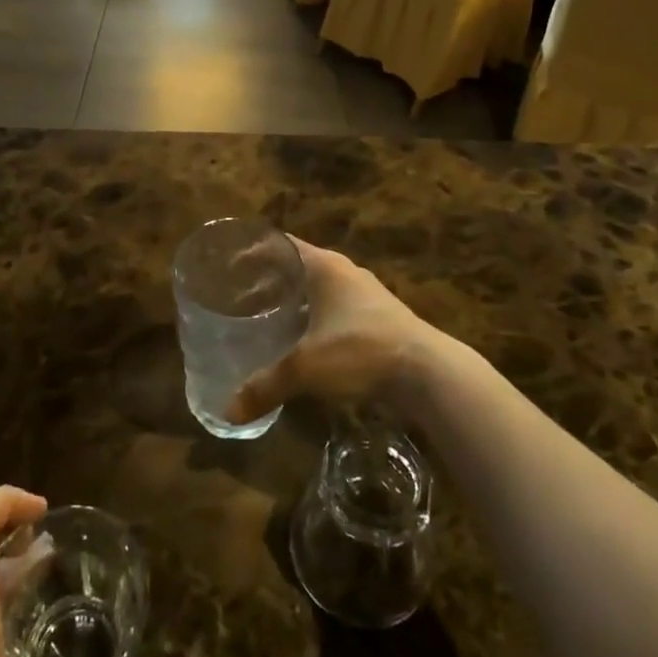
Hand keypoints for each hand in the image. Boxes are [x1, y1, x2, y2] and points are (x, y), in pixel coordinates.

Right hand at [226, 239, 440, 425]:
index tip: (229, 264)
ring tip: (267, 320)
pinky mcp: (380, 318)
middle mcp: (345, 271)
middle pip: (299, 266)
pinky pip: (336, 309)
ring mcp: (367, 294)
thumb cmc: (361, 351)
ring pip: (320, 289)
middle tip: (240, 298)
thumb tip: (228, 411)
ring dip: (295, 301)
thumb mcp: (306, 368)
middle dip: (270, 280)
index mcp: (324, 266)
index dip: (254, 251)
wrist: (429, 373)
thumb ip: (266, 386)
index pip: (281, 244)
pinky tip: (304, 343)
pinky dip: (315, 318)